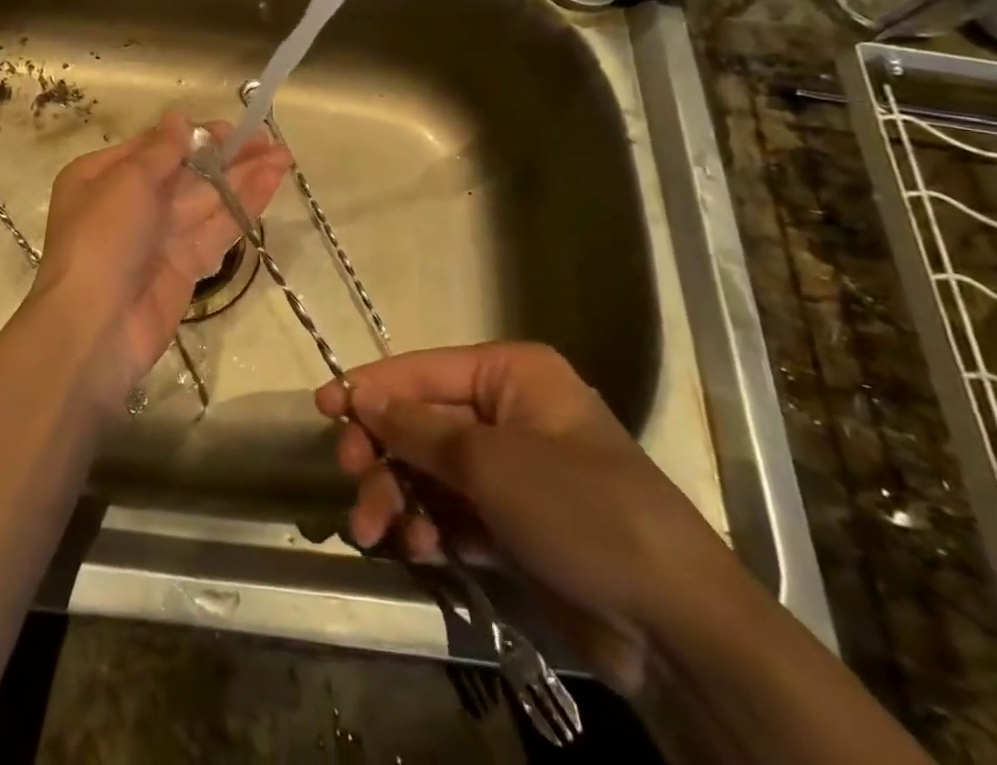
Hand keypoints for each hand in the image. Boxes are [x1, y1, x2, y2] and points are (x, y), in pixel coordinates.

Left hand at [30, 112, 289, 401]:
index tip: (231, 128)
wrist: (94, 327)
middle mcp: (131, 203)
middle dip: (226, 156)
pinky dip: (243, 205)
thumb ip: (160, 150)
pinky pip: (217, 228)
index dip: (194, 136)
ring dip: (244, 177)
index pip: (155, 148)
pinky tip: (272, 182)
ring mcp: (160, 236)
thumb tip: (177, 119)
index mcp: (103, 177)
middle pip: (186, 172)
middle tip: (268, 140)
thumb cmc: (101, 239)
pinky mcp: (186, 265)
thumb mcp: (126, 181)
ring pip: (207, 199)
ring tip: (284, 156)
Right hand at [314, 342, 738, 695]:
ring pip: (430, 471)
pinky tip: (420, 548)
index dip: (371, 386)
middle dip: (383, 453)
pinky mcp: (512, 523)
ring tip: (379, 531)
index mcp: (511, 375)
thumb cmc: (579, 509)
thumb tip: (361, 395)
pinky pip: (451, 511)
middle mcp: (508, 413)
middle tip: (352, 478)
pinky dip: (429, 526)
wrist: (673, 624)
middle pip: (422, 423)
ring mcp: (510, 470)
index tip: (323, 406)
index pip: (423, 371)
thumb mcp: (489, 462)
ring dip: (399, 497)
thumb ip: (417, 429)